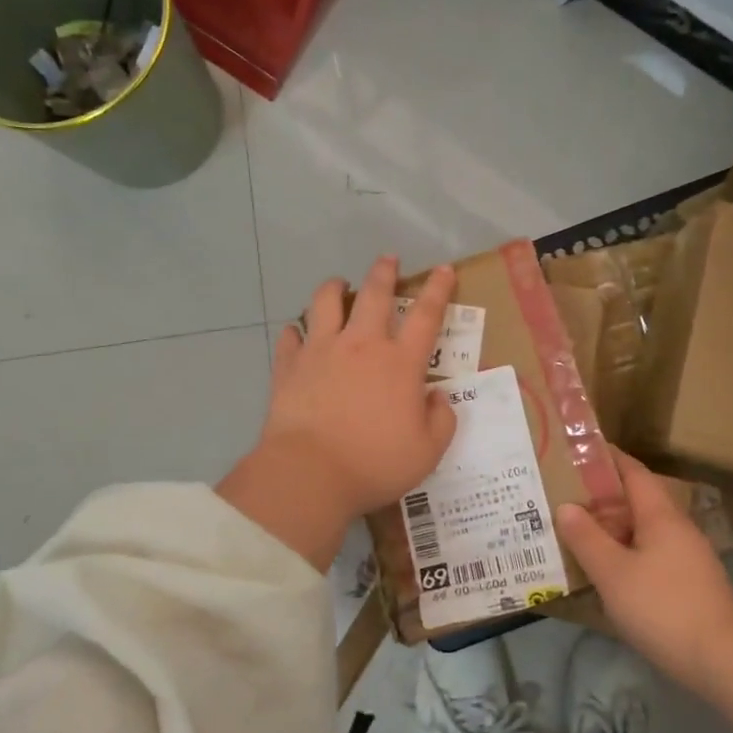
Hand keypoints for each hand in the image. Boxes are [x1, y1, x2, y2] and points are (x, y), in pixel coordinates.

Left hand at [218, 256, 458, 569]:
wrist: (310, 474)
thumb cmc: (375, 464)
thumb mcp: (428, 451)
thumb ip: (441, 420)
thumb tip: (437, 398)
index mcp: (400, 363)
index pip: (426, 315)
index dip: (438, 289)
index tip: (443, 270)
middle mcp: (362, 346)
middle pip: (375, 295)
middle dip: (384, 271)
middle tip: (387, 258)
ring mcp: (321, 351)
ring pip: (326, 302)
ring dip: (335, 287)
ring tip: (338, 284)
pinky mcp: (289, 366)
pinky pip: (290, 337)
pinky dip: (295, 331)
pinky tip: (296, 332)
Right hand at [557, 451, 732, 690]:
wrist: (723, 660)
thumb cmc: (662, 607)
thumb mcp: (613, 572)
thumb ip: (586, 538)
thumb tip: (565, 506)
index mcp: (661, 515)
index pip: (633, 472)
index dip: (606, 459)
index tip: (576, 452)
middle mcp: (677, 528)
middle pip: (638, 500)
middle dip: (603, 496)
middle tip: (565, 496)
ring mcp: (687, 557)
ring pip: (644, 530)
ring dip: (613, 527)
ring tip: (578, 532)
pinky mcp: (690, 584)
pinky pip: (650, 555)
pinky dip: (626, 553)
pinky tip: (606, 570)